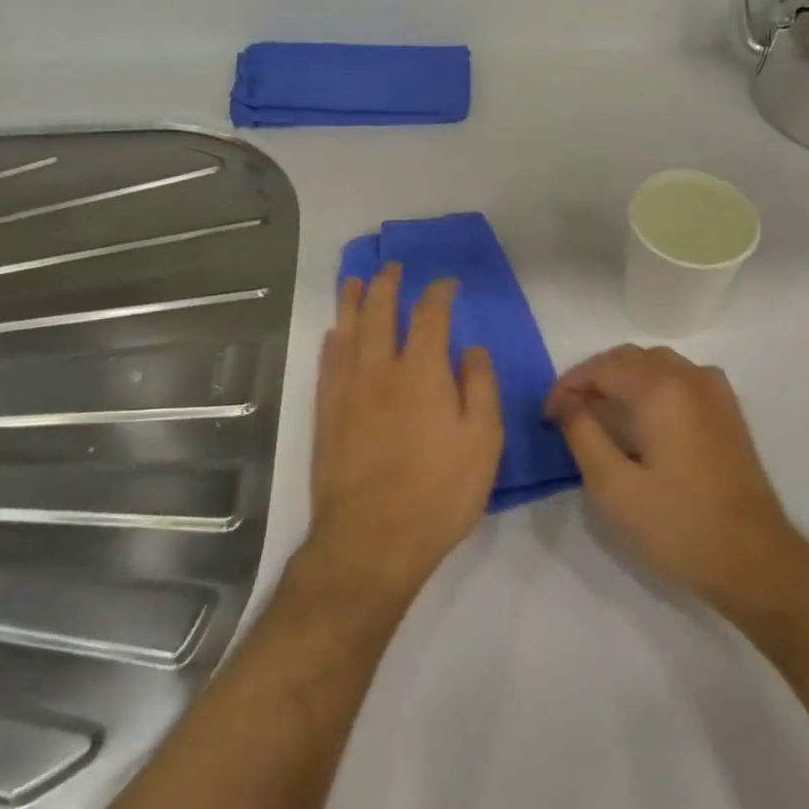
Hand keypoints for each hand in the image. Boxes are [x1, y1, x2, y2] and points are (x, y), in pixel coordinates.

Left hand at [306, 264, 503, 603]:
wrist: (371, 541)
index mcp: (422, 372)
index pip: (430, 316)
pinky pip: (326, 364)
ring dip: (351, 301)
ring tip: (354, 280)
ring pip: (346, 331)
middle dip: (387, 284)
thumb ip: (480, 388)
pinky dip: (331, 341)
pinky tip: (333, 334)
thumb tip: (472, 350)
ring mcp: (347, 391)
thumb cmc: (438, 492)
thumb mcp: (483, 442)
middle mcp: (380, 370)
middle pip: (379, 312)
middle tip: (393, 267)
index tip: (447, 283)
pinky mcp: (326, 415)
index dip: (439, 293)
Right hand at [548, 345, 803, 613]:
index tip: (547, 415)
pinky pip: (680, 378)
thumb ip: (583, 435)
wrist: (755, 561)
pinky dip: (652, 385)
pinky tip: (643, 417)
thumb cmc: (678, 526)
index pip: (602, 367)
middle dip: (593, 378)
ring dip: (623, 378)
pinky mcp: (727, 411)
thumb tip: (566, 404)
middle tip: (568, 412)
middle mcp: (690, 377)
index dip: (568, 385)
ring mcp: (714, 391)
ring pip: (656, 364)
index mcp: (661, 389)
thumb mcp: (614, 488)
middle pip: (629, 358)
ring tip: (600, 412)